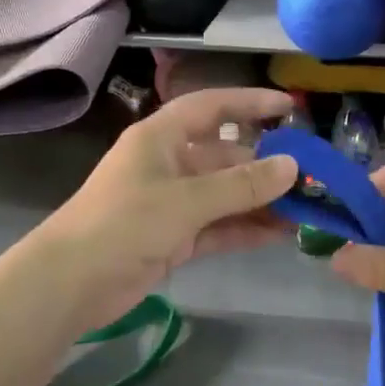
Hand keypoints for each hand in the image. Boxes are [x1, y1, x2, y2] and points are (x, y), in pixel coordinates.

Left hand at [35, 87, 299, 328]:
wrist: (71, 282)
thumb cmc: (124, 223)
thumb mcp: (186, 200)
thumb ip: (241, 185)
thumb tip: (292, 166)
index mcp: (162, 137)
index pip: (212, 107)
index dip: (250, 103)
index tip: (290, 107)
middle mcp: (168, 164)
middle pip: (225, 157)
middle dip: (266, 167)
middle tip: (313, 179)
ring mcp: (170, 203)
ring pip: (225, 196)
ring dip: (261, 202)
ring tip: (307, 210)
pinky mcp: (172, 238)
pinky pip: (217, 227)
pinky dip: (245, 230)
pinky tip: (280, 235)